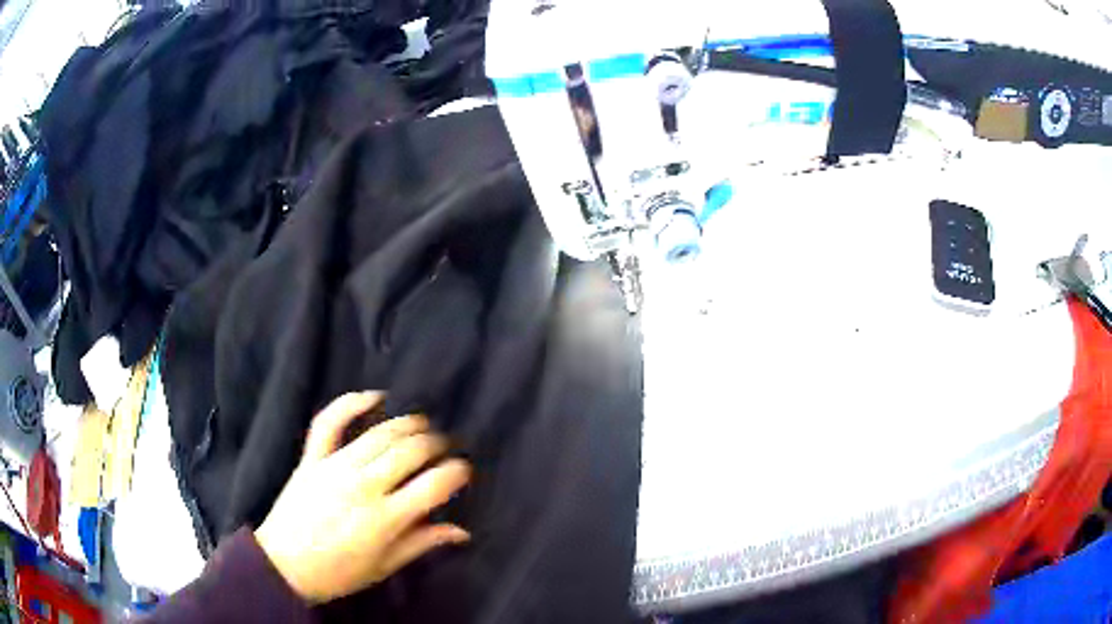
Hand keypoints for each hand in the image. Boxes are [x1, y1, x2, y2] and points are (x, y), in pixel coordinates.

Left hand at [255, 392, 470, 604]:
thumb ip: (423, 543)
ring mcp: (335, 467)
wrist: (284, 565)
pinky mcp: (312, 458)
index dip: (456, 472)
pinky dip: (351, 403)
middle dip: (435, 444)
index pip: (433, 485)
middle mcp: (364, 486)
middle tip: (444, 447)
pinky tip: (374, 396)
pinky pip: (329, 422)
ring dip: (407, 424)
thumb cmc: (340, 573)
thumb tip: (463, 531)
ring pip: (379, 434)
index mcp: (386, 518)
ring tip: (422, 424)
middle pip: (410, 451)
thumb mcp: (386, 566)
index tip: (463, 470)